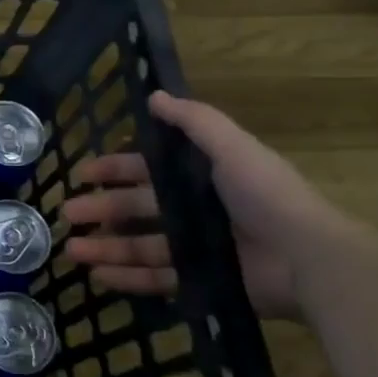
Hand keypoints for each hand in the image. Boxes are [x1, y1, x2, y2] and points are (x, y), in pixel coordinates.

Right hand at [59, 90, 350, 319]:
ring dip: (105, 247)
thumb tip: (154, 95)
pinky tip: (97, 278)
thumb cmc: (268, 197)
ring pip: (139, 245)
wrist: (310, 259)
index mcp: (202, 176)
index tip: (83, 174)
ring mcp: (198, 248)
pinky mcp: (202, 281)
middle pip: (137, 207)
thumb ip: (195, 122)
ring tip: (72, 252)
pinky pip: (157, 279)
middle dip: (100, 209)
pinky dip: (127, 278)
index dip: (115, 169)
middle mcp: (196, 210)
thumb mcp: (233, 149)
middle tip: (67, 214)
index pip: (148, 169)